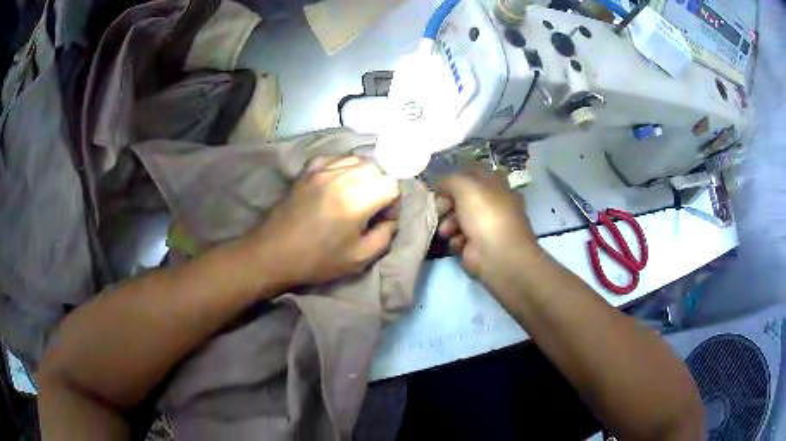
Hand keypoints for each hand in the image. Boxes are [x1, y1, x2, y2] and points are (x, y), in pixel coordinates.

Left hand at [248, 156, 399, 286]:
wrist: (273, 254)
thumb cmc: (317, 260)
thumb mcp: (359, 259)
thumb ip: (385, 236)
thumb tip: (390, 219)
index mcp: (356, 200)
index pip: (392, 184)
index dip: (393, 203)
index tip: (382, 219)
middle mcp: (341, 177)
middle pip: (377, 168)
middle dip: (381, 186)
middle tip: (371, 208)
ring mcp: (322, 170)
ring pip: (357, 159)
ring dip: (364, 176)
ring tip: (355, 196)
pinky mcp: (307, 170)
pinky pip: (335, 158)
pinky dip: (343, 168)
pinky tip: (337, 185)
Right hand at [436, 168, 540, 294]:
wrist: (498, 256)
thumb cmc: (485, 214)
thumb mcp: (465, 186)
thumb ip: (449, 179)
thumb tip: (438, 183)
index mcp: (496, 184)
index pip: (472, 173)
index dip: (455, 177)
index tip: (438, 184)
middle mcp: (492, 203)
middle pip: (462, 197)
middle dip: (447, 202)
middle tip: (438, 207)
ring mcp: (485, 225)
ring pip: (458, 218)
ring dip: (448, 223)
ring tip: (446, 231)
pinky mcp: (477, 245)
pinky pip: (459, 238)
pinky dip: (456, 240)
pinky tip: (458, 243)